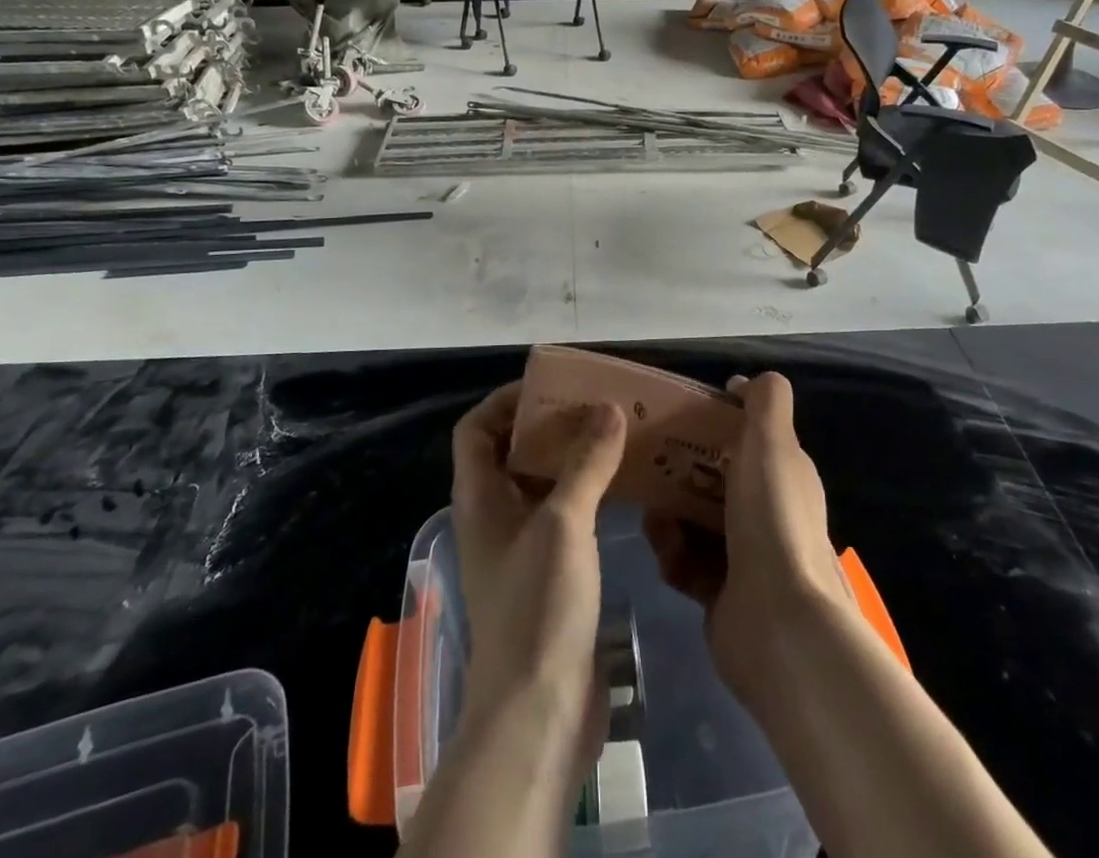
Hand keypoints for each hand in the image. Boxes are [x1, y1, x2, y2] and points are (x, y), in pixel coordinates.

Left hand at [402, 387, 625, 857]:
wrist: (539, 711)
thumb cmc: (537, 606)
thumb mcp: (563, 522)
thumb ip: (586, 462)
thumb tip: (608, 407)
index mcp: (479, 498)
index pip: (475, 429)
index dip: (505, 402)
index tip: (549, 388)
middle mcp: (493, 517)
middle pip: (511, 452)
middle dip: (548, 426)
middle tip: (595, 406)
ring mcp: (519, 548)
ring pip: (540, 485)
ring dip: (571, 459)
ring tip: (616, 437)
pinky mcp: (547, 575)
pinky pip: (562, 516)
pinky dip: (585, 494)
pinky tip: (622, 489)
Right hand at [643, 372, 851, 706]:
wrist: (778, 623)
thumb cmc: (771, 519)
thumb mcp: (772, 443)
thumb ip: (766, 401)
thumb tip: (744, 381)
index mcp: (784, 475)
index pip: (745, 438)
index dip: (713, 424)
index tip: (677, 417)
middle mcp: (767, 512)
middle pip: (713, 479)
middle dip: (678, 473)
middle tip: (647, 467)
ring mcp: (746, 556)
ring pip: (693, 521)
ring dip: (668, 517)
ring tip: (654, 520)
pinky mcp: (722, 593)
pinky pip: (686, 562)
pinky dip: (673, 556)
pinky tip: (666, 556)